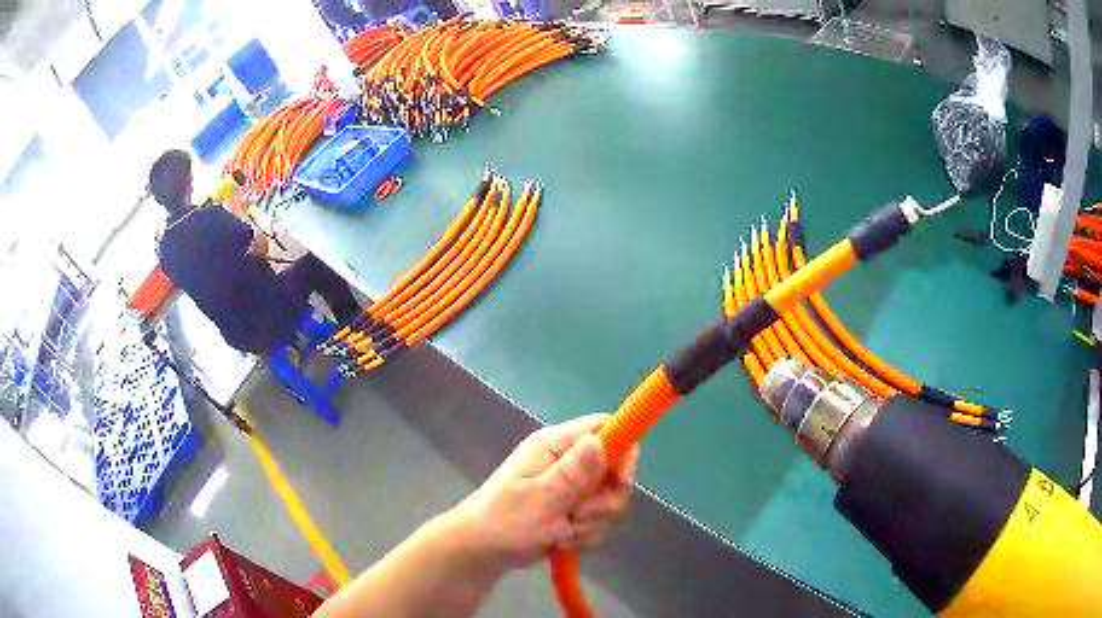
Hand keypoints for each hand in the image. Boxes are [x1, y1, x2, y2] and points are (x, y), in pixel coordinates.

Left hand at [450, 414, 638, 569]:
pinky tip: (562, 541)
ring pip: (608, 499)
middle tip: (579, 516)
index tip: (621, 482)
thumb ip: (572, 474)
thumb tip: (600, 440)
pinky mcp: (572, 509)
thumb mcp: (539, 499)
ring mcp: (570, 486)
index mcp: (554, 445)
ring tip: (561, 533)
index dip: (623, 451)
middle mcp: (566, 460)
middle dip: (604, 500)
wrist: (482, 552)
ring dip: (591, 522)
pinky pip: (598, 519)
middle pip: (614, 469)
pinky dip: (585, 534)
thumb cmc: (503, 522)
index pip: (605, 428)